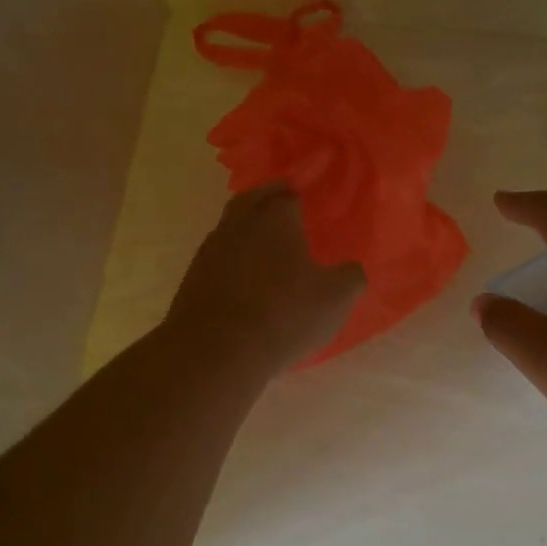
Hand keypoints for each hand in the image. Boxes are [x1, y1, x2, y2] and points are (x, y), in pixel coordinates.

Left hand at [165, 184, 364, 377]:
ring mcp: (211, 249)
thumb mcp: (336, 299)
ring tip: (265, 244)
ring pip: (231, 227)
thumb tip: (352, 269)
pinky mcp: (194, 277)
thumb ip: (352, 277)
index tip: (309, 203)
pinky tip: (243, 277)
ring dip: (247, 230)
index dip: (300, 197)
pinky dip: (232, 259)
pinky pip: (218, 257)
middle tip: (283, 206)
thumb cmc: (285, 315)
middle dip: (268, 199)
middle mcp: (239, 224)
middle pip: (253, 200)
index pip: (289, 195)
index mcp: (276, 218)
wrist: (217, 350)